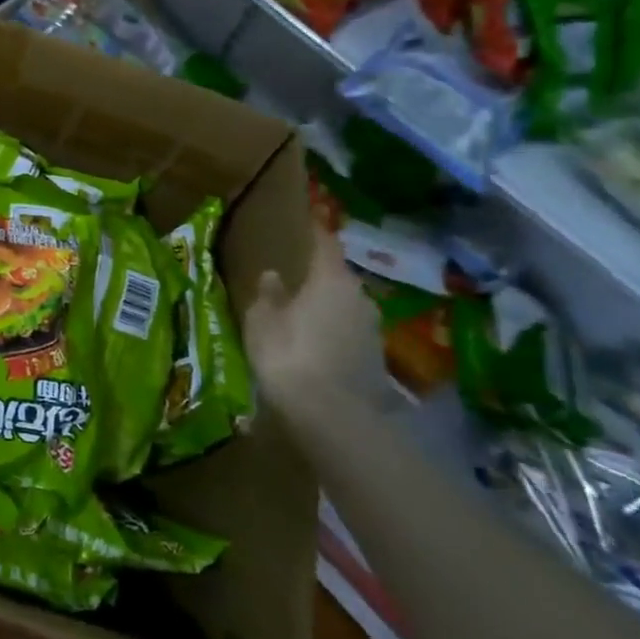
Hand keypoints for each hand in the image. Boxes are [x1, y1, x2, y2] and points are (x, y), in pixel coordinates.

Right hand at [243, 227, 386, 412]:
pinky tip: (317, 346)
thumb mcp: (262, 321)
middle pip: (338, 278)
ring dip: (327, 308)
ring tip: (303, 315)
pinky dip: (335, 333)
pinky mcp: (376, 359)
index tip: (309, 222)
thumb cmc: (288, 355)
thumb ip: (268, 295)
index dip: (316, 232)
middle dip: (319, 278)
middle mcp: (359, 297)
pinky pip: (350, 333)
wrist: (333, 417)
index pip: (326, 244)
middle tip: (296, 280)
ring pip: (346, 307)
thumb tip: (273, 275)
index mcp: (331, 279)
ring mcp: (373, 329)